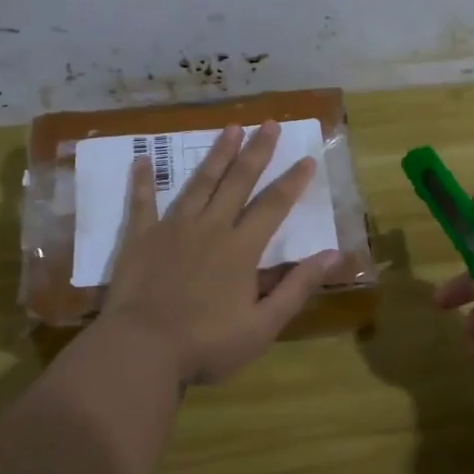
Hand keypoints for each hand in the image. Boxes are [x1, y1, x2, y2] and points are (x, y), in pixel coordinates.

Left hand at [99, 122, 340, 386]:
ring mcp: (173, 228)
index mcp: (241, 249)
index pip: (274, 206)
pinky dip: (143, 180)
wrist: (141, 349)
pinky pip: (142, 202)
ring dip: (217, 155)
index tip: (307, 158)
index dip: (292, 181)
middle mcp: (210, 227)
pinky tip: (142, 158)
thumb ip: (297, 287)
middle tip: (269, 123)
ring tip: (230, 128)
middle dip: (256, 151)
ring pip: (199, 183)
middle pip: (238, 182)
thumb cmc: (207, 344)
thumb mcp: (263, 325)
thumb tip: (333, 255)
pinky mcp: (140, 238)